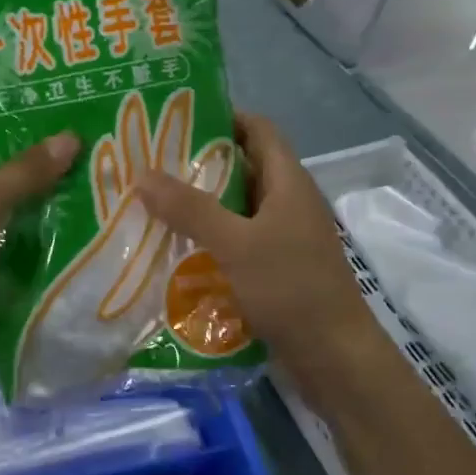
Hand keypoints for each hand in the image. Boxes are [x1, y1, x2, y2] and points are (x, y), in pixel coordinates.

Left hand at [0, 124, 79, 369]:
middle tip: (92, 143)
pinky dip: (37, 231)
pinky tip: (80, 220)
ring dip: (43, 197)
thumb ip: (27, 170)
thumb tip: (73, 138)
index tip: (65, 107)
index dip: (18, 114)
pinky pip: (11, 234)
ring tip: (96, 177)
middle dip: (39, 159)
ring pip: (8, 200)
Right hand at [137, 113, 375, 376]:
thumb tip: (142, 174)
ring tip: (151, 202)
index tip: (175, 119)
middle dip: (198, 163)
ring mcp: (283, 237)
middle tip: (149, 163)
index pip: (258, 130)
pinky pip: (237, 240)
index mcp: (289, 183)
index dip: (223, 117)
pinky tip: (174, 248)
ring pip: (236, 207)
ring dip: (200, 204)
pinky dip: (209, 238)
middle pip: (243, 167)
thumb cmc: (291, 289)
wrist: (334, 357)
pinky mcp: (275, 268)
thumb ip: (190, 209)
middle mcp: (288, 203)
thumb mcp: (236, 244)